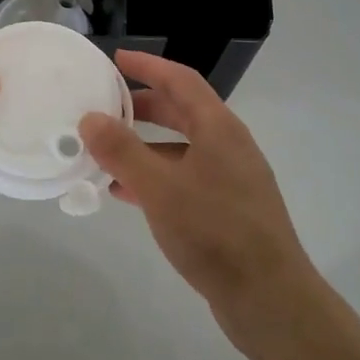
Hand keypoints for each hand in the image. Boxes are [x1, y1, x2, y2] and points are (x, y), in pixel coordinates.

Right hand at [80, 50, 317, 341]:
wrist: (270, 299)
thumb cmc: (214, 232)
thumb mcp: (160, 188)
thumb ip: (122, 150)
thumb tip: (90, 118)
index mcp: (219, 128)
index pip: (181, 80)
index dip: (148, 66)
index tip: (115, 60)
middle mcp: (229, 145)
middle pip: (182, 111)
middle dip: (143, 105)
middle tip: (106, 106)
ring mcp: (232, 178)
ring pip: (181, 148)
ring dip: (145, 146)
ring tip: (106, 154)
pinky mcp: (228, 209)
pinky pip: (185, 178)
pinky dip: (156, 176)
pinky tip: (127, 193)